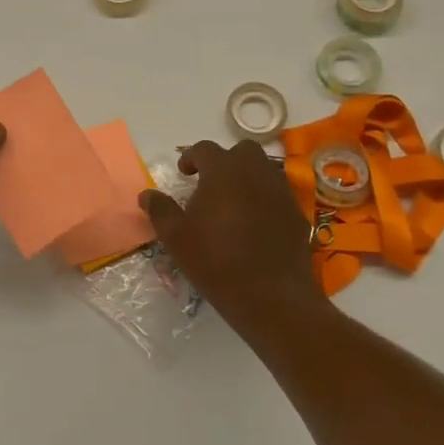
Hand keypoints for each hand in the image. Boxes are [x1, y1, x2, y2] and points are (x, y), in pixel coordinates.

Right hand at [140, 140, 317, 321]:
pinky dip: (264, 199)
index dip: (191, 157)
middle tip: (211, 184)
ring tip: (232, 203)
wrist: (272, 295)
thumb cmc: (216, 261)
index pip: (205, 149)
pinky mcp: (297, 213)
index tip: (183, 173)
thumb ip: (160, 210)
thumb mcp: (176, 238)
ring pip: (263, 170)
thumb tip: (147, 194)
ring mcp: (281, 191)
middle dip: (225, 161)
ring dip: (247, 178)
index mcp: (223, 171)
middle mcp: (255, 172)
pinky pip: (278, 194)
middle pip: (242, 151)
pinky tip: (255, 224)